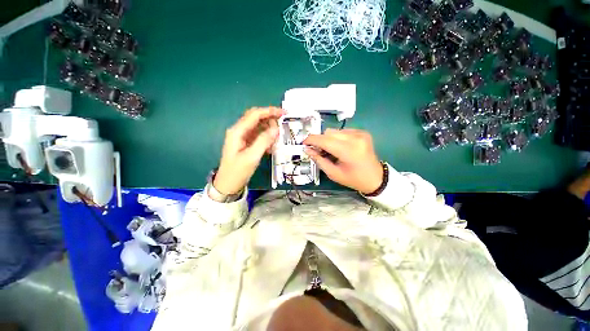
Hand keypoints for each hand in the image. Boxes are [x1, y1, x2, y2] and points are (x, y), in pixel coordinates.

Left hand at [214, 107, 283, 194]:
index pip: (255, 114)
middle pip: (256, 117)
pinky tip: (272, 144)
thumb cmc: (238, 171)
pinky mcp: (246, 143)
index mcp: (238, 131)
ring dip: (269, 128)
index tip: (283, 113)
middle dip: (270, 117)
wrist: (228, 184)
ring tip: (279, 134)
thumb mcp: (252, 157)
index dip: (270, 111)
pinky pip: (258, 135)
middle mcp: (239, 131)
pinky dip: (266, 136)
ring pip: (258, 126)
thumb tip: (276, 129)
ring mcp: (242, 137)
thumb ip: (264, 141)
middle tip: (283, 122)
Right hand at [303, 129, 382, 193]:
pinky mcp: (362, 132)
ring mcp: (360, 134)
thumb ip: (319, 160)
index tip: (304, 143)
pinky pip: (342, 131)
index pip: (325, 140)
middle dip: (320, 140)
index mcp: (349, 151)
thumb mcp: (333, 173)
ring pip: (334, 131)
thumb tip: (307, 149)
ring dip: (328, 139)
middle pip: (328, 133)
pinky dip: (337, 138)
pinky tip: (340, 147)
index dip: (312, 140)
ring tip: (330, 151)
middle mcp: (355, 138)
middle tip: (318, 151)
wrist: (375, 178)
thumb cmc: (353, 179)